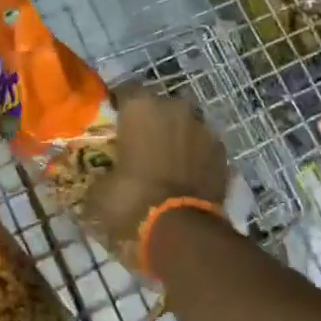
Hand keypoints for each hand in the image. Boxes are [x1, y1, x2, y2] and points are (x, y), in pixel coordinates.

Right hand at [83, 86, 227, 269]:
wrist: (184, 229)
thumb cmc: (133, 200)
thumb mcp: (99, 192)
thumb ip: (98, 175)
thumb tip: (97, 179)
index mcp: (140, 106)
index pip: (124, 90)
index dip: (118, 107)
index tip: (112, 125)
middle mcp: (174, 106)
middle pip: (158, 105)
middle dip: (150, 121)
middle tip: (138, 145)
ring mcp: (203, 127)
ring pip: (183, 124)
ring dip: (174, 137)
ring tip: (164, 162)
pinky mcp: (222, 151)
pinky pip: (202, 146)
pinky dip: (194, 156)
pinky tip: (185, 176)